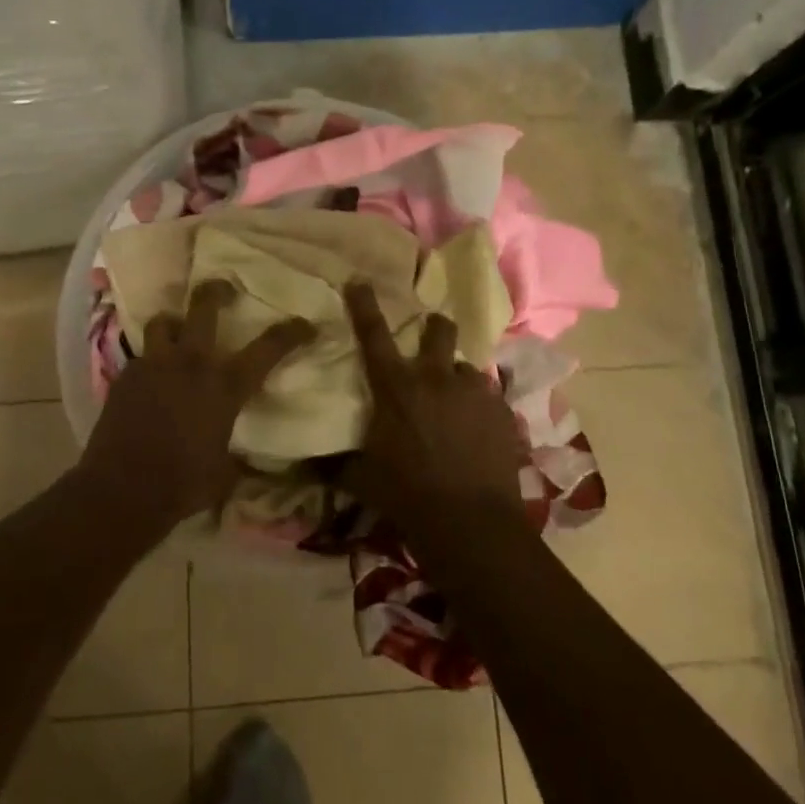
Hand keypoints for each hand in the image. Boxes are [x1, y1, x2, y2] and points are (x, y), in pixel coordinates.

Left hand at [82, 278, 315, 526]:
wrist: (122, 490)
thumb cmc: (182, 484)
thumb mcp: (224, 472)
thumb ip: (236, 456)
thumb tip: (244, 460)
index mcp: (225, 386)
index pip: (268, 348)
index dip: (292, 332)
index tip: (306, 325)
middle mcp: (191, 363)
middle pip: (204, 305)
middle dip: (217, 291)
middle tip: (225, 290)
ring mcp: (154, 365)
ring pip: (163, 321)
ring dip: (174, 323)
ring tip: (178, 331)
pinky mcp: (125, 376)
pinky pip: (141, 355)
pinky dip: (151, 360)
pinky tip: (151, 379)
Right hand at [343, 282, 528, 537]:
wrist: (470, 523)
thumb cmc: (406, 496)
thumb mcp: (362, 479)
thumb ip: (335, 464)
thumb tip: (302, 464)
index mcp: (396, 388)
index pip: (374, 336)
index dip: (364, 305)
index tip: (360, 280)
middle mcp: (437, 379)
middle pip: (439, 331)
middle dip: (434, 327)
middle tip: (430, 336)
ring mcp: (475, 393)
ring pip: (466, 369)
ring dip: (457, 380)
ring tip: (455, 404)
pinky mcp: (502, 414)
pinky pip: (489, 400)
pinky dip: (479, 410)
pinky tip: (477, 432)